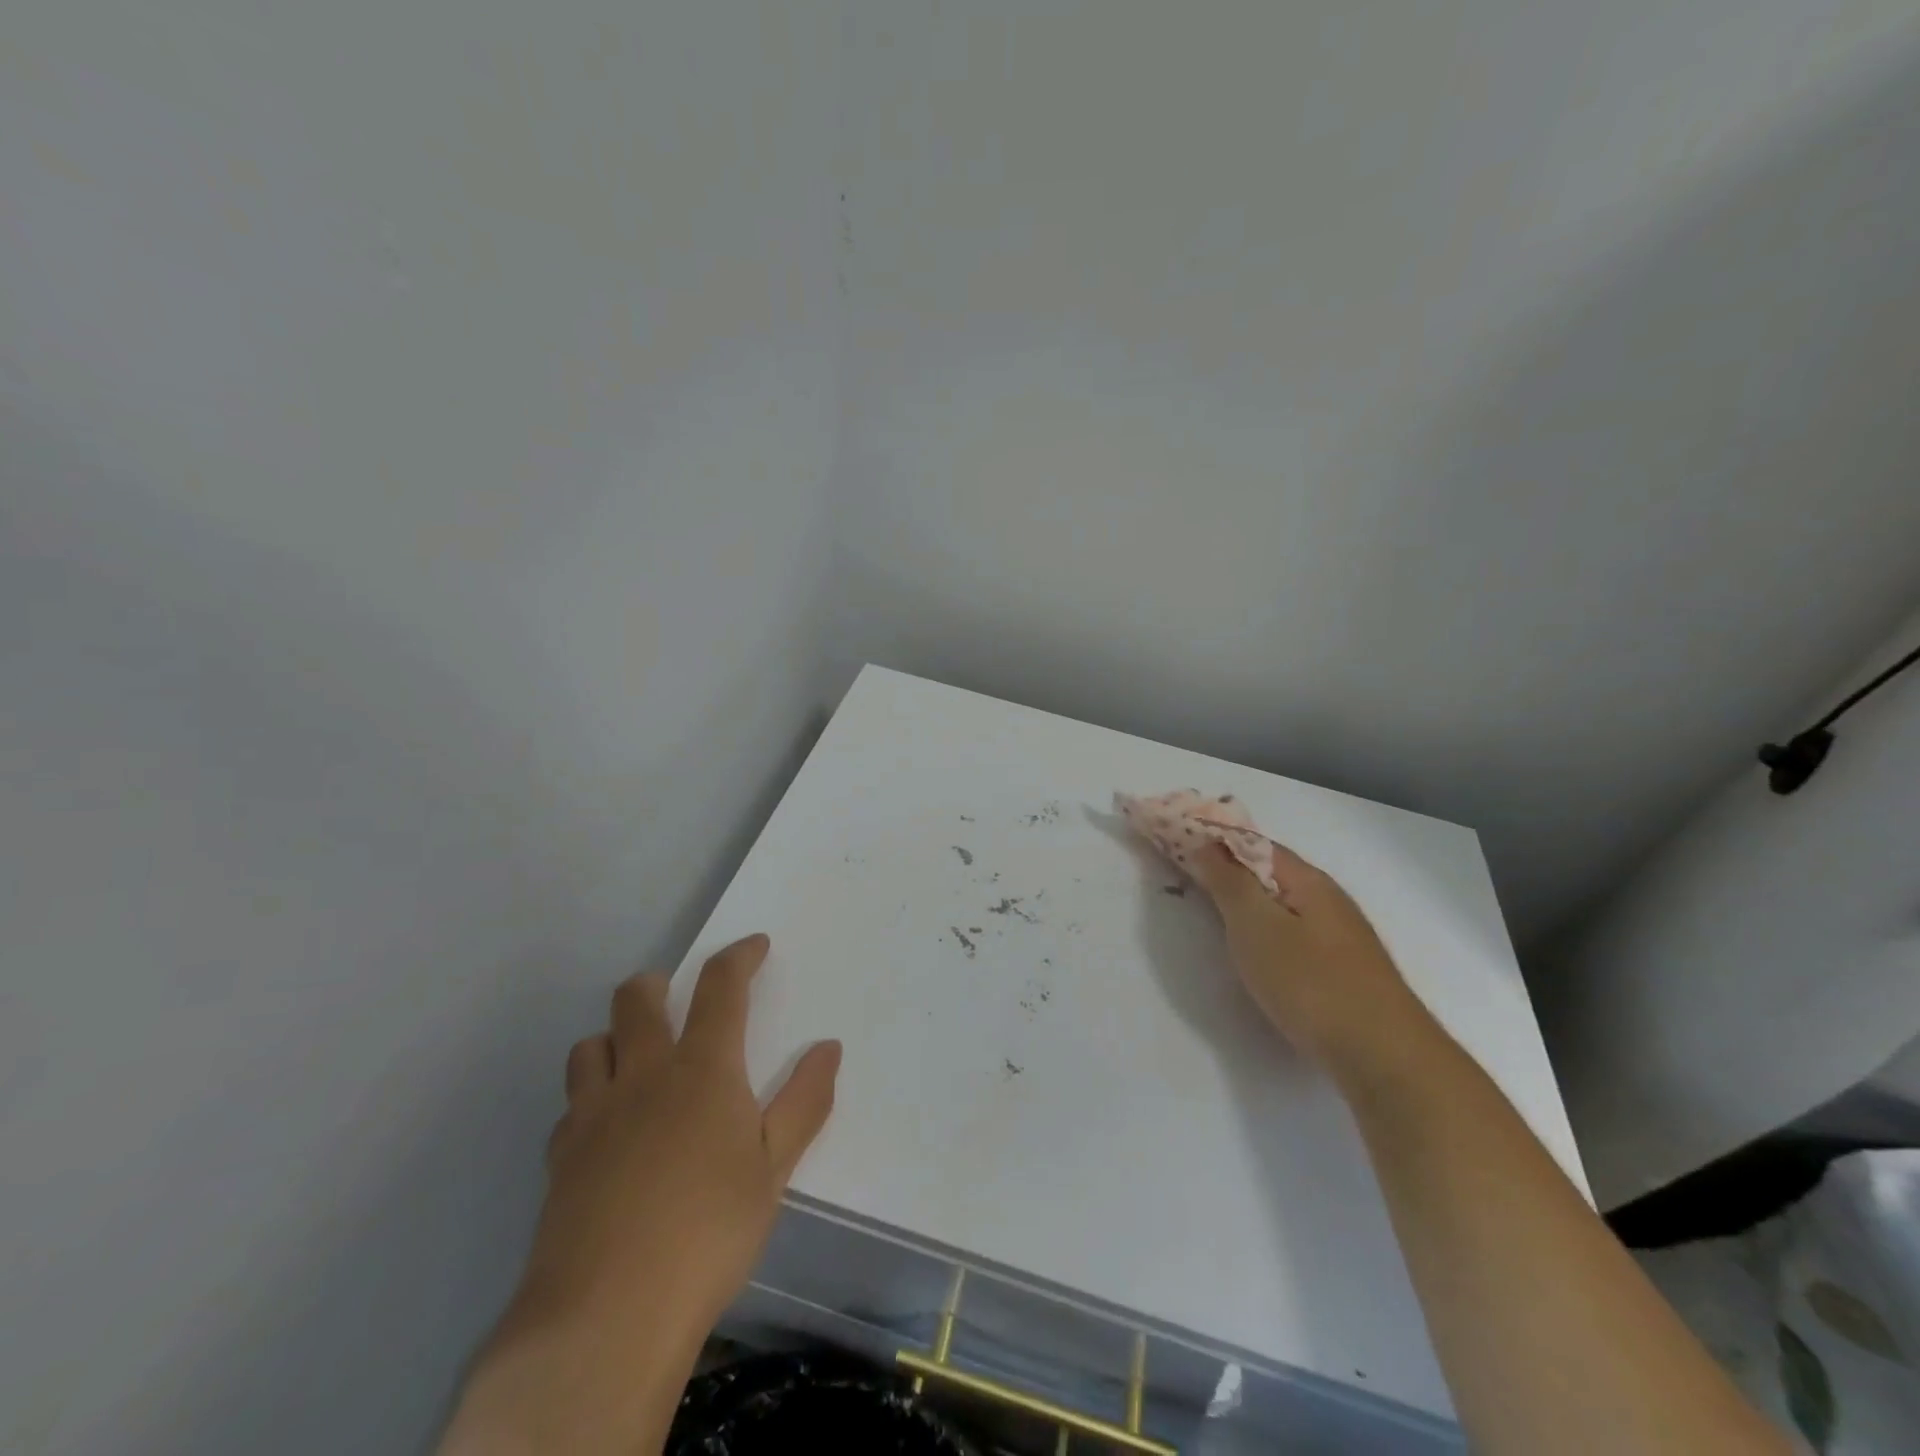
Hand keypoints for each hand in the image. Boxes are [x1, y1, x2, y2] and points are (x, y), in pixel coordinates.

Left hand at [443, 934, 839, 1455]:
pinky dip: (590, 1098)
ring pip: (591, 1044)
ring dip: (614, 1037)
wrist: (606, 1316)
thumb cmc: (709, 1232)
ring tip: (636, 1057)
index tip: (755, 945)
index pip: (721, 987)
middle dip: (659, 983)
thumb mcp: (774, 1170)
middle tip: (677, 995)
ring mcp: (594, 1113)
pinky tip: (606, 1129)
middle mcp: (644, 1075)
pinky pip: (571, 1104)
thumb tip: (828, 1047)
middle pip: (638, 999)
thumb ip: (804, 1102)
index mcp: (703, 1069)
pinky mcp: (560, 1157)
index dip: (739, 956)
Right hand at [1186, 840, 1423, 1073]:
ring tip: (1209, 908)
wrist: (1383, 1056)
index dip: (1212, 838)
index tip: (1172, 840)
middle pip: (1267, 871)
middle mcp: (1326, 897)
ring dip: (1244, 898)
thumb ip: (1228, 881)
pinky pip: (1290, 930)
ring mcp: (1338, 934)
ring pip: (1279, 903)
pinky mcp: (1340, 968)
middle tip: (1181, 874)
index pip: (1251, 842)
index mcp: (1306, 879)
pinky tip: (1253, 948)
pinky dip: (1262, 927)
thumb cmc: (1310, 981)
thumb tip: (1205, 842)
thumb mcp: (1256, 925)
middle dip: (1225, 867)